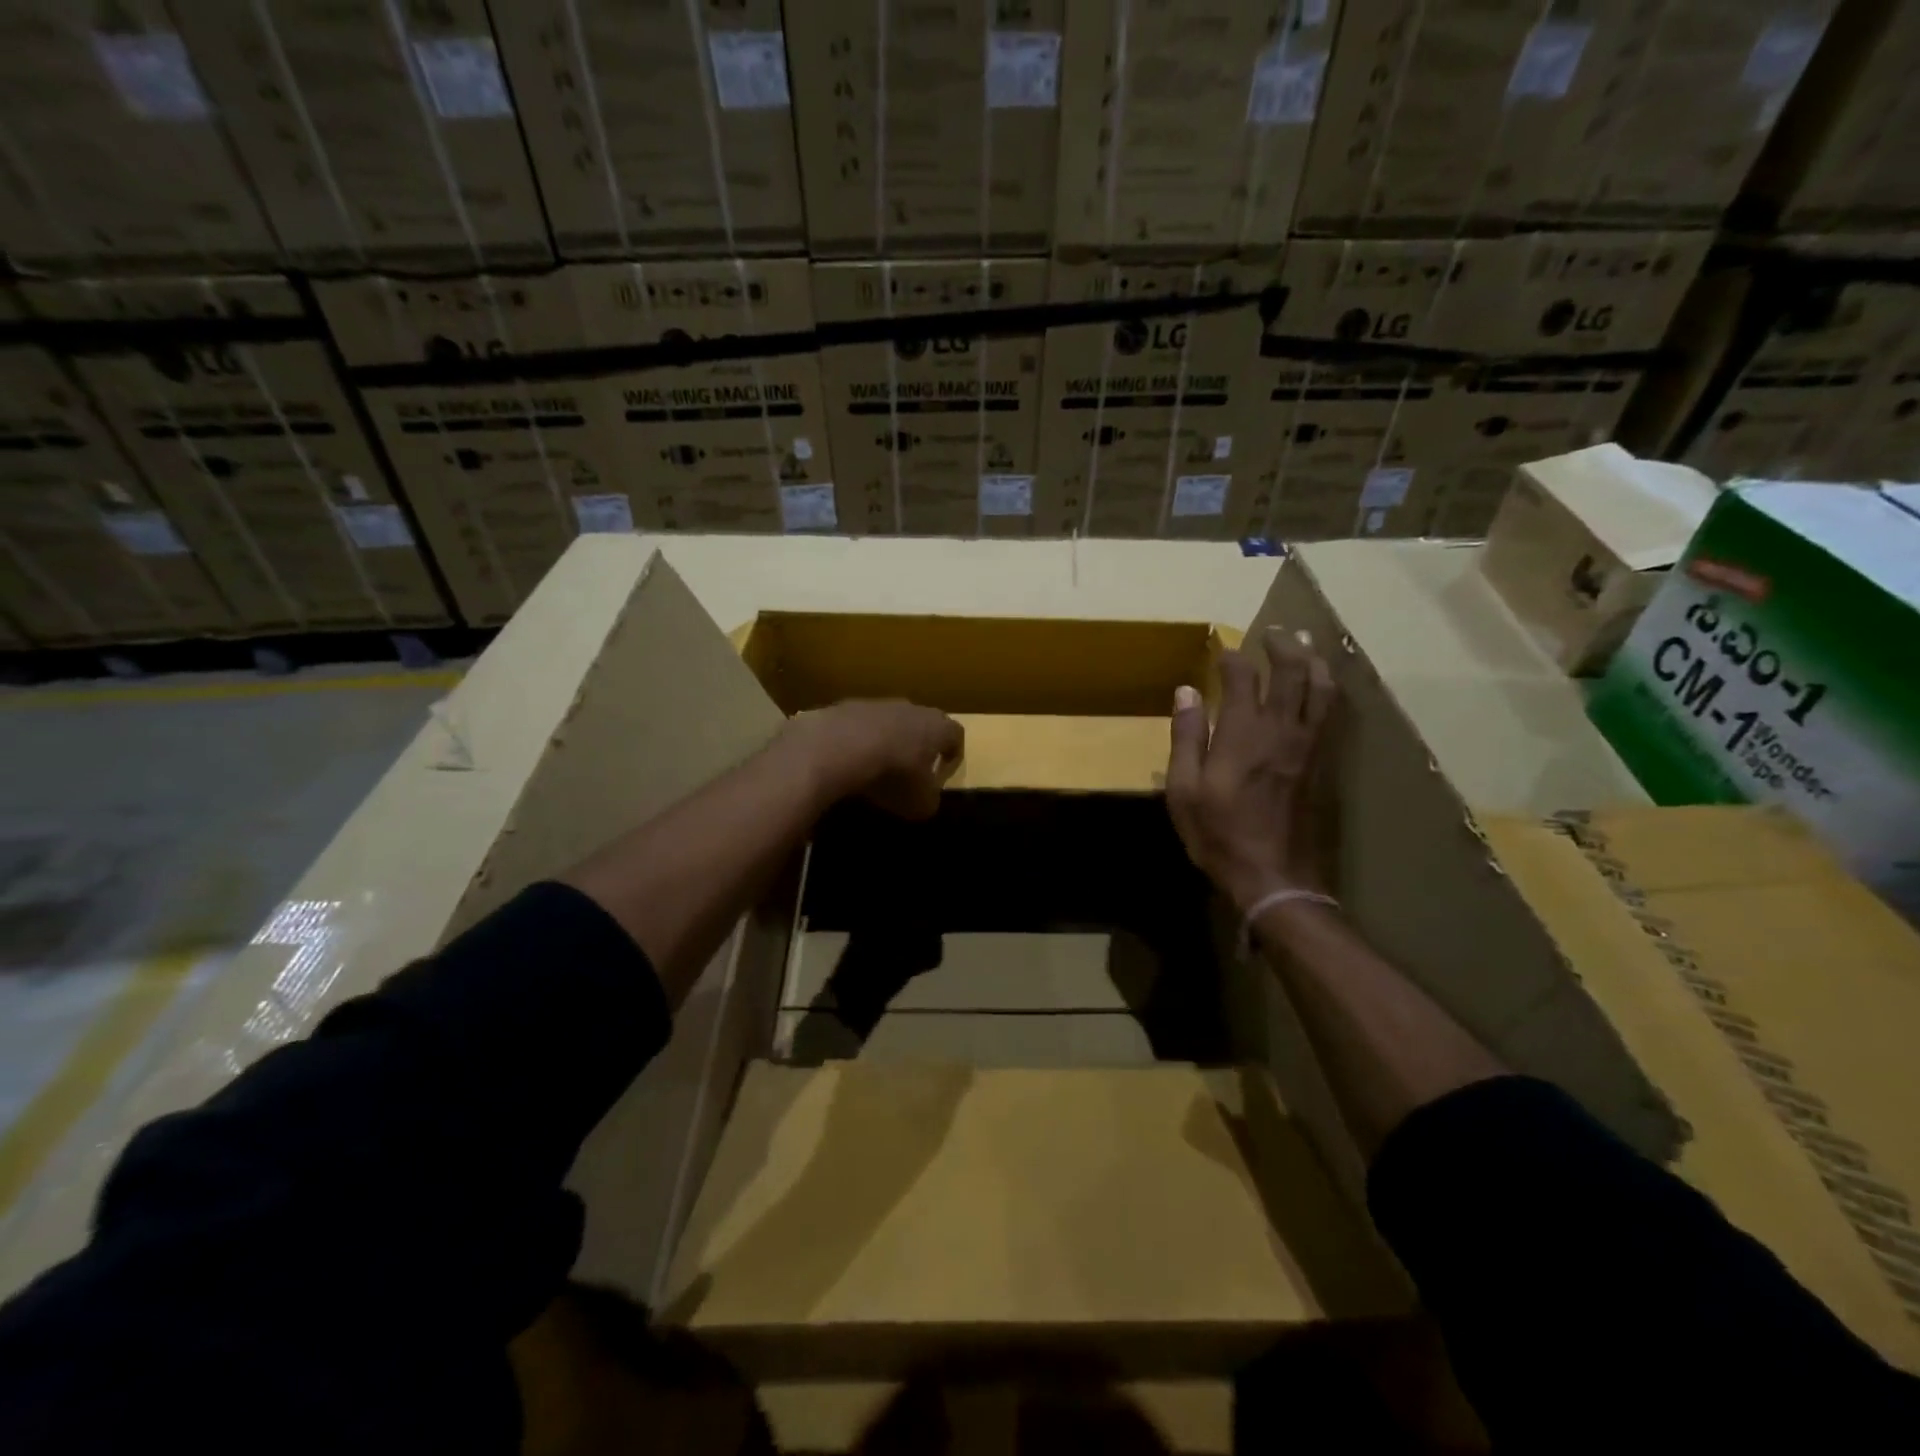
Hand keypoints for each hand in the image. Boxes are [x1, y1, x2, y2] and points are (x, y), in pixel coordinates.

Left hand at [787, 700, 963, 819]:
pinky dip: (859, 740)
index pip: (956, 735)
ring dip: (888, 741)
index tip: (943, 774)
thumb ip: (929, 800)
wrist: (839, 746)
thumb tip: (925, 799)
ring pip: (891, 721)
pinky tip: (849, 760)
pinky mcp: (847, 706)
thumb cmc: (893, 775)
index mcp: (938, 727)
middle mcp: (912, 708)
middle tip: (912, 770)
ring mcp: (878, 704)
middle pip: (923, 723)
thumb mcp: (920, 802)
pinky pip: (861, 725)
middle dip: (920, 745)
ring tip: (877, 767)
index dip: (953, 755)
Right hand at [1165, 628, 1337, 910]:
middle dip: (1283, 646)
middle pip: (1293, 672)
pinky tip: (1321, 688)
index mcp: (1243, 733)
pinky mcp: (1322, 763)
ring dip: (1314, 662)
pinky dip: (1327, 691)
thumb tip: (1186, 692)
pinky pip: (1330, 715)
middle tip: (1274, 633)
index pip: (1244, 677)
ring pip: (1322, 690)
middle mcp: (1281, 730)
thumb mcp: (1184, 789)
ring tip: (1305, 647)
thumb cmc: (1219, 834)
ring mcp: (1308, 746)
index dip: (1233, 657)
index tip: (1222, 650)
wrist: (1274, 876)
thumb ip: (1186, 736)